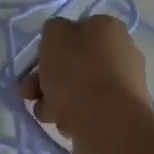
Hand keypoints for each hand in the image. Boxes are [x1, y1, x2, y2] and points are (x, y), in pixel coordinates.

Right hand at [21, 16, 151, 153]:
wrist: (108, 123)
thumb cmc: (77, 73)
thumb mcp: (54, 37)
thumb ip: (53, 30)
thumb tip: (60, 38)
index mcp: (108, 28)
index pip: (74, 31)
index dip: (51, 48)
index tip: (34, 66)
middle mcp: (122, 51)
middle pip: (74, 63)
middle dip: (46, 79)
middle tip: (28, 94)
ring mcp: (125, 84)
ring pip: (79, 88)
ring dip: (56, 99)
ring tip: (46, 114)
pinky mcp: (123, 112)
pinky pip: (90, 109)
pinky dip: (74, 115)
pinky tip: (65, 124)